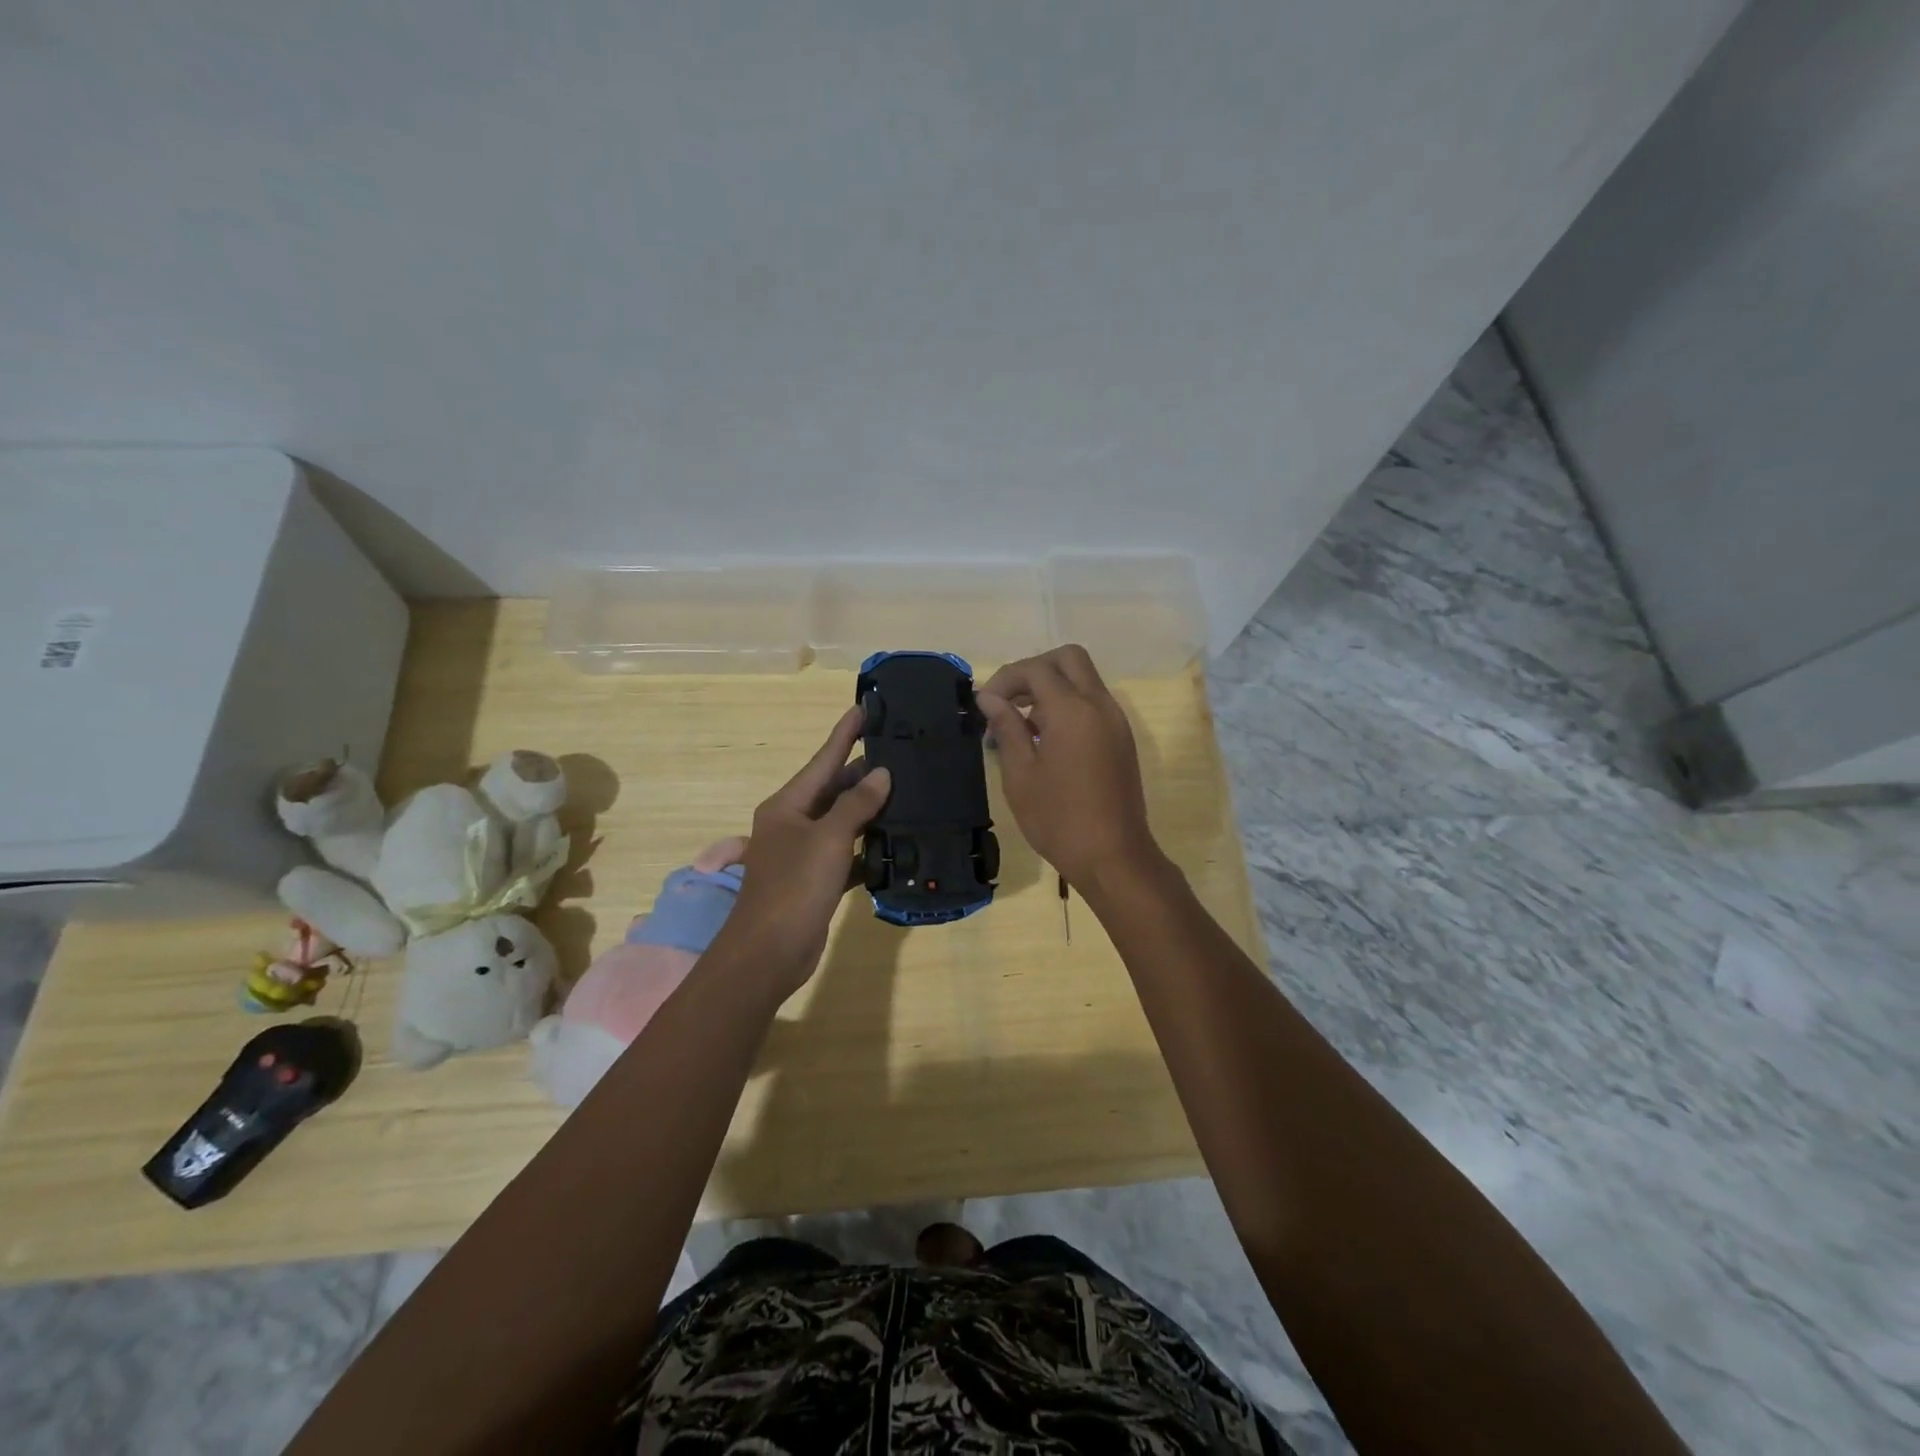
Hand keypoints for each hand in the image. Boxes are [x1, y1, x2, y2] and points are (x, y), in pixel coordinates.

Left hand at [717, 706, 890, 993]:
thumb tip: (881, 774)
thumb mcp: (828, 839)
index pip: (823, 760)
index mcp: (787, 805)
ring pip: (842, 821)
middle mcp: (793, 823)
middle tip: (901, 753)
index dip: (844, 734)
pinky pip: (847, 853)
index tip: (865, 708)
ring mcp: (804, 853)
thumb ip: (856, 804)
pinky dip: (868, 848)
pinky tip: (896, 843)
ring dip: (870, 810)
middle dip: (864, 772)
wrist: (769, 953)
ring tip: (907, 791)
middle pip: (833, 789)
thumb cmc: (794, 887)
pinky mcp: (816, 880)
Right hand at [976, 645, 1164, 891]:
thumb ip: (1006, 727)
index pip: (1036, 669)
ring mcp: (1116, 721)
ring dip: (1051, 688)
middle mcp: (1100, 705)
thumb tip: (989, 698)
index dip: (1005, 679)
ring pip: (1083, 679)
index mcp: (1073, 711)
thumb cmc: (1058, 819)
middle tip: (1008, 701)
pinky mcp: (1121, 739)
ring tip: (1020, 726)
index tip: (984, 705)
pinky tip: (1044, 740)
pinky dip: (1067, 706)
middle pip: (1068, 659)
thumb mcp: (1020, 774)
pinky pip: (1092, 703)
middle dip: (1034, 670)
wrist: (1113, 857)